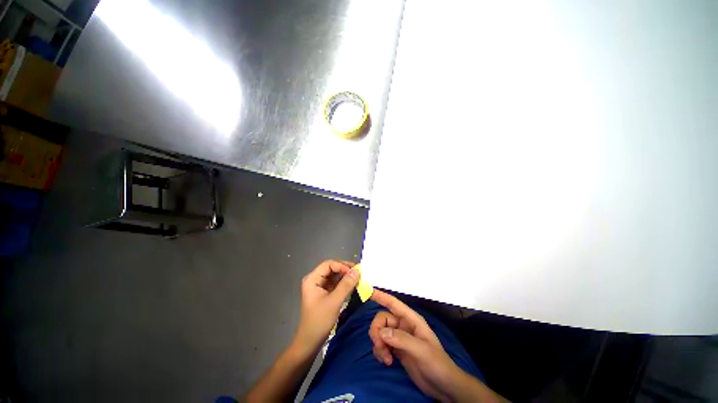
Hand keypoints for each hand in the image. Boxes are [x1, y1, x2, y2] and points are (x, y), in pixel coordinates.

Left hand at [293, 260, 358, 354]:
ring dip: (346, 276)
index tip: (354, 272)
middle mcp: (315, 279)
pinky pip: (336, 283)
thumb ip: (346, 285)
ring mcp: (320, 286)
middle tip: (359, 272)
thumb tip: (357, 271)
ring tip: (358, 277)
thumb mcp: (334, 302)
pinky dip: (344, 283)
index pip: (328, 264)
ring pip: (335, 275)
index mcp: (312, 279)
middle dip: (345, 269)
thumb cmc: (319, 321)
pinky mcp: (324, 292)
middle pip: (332, 268)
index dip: (341, 265)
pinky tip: (353, 285)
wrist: (310, 342)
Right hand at [369, 290, 504, 402]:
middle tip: (380, 347)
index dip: (381, 296)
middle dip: (377, 332)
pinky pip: (382, 344)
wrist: (443, 386)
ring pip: (380, 333)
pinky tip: (387, 361)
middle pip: (382, 320)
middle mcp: (403, 326)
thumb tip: (381, 332)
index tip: (369, 292)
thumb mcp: (421, 350)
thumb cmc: (437, 364)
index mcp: (411, 320)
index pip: (394, 304)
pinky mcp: (396, 350)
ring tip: (386, 359)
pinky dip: (380, 351)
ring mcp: (399, 338)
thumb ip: (401, 339)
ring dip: (378, 344)